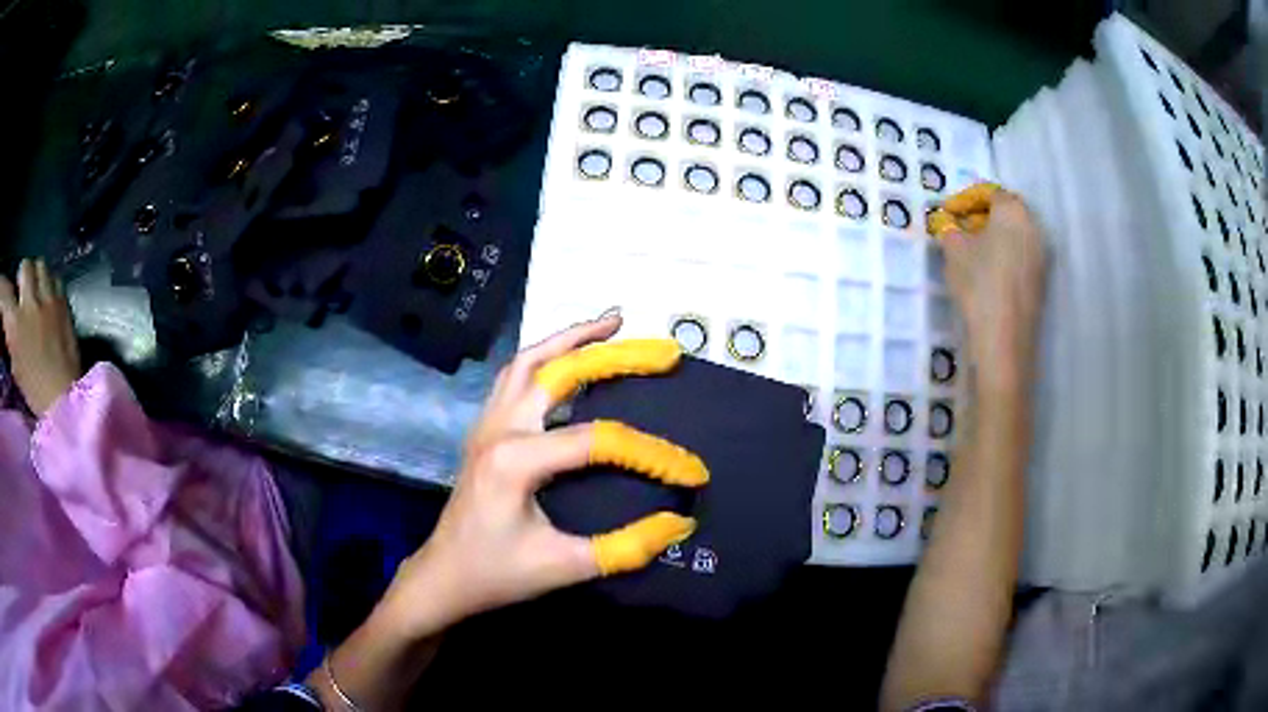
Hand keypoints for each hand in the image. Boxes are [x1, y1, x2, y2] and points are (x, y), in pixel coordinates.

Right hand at [0, 259, 81, 416]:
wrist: (64, 401)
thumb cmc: (34, 392)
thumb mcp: (15, 365)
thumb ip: (10, 335)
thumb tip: (8, 320)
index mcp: (14, 323)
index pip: (4, 292)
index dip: (1, 287)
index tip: (0, 288)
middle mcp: (30, 303)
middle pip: (25, 266)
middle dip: (22, 277)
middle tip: (22, 294)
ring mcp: (48, 299)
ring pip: (41, 265)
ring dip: (36, 276)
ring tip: (36, 294)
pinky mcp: (64, 301)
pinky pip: (56, 278)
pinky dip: (50, 285)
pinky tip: (48, 301)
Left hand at [378, 314, 706, 637]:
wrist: (444, 577)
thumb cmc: (497, 574)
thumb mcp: (564, 567)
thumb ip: (624, 548)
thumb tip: (678, 524)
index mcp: (515, 459)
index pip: (597, 441)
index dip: (651, 454)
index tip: (691, 473)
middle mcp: (499, 428)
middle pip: (558, 371)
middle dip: (612, 353)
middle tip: (658, 349)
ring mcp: (487, 424)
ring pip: (528, 361)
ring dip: (570, 339)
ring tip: (612, 325)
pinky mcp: (485, 430)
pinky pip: (515, 377)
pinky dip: (546, 357)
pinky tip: (568, 360)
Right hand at [936, 186, 1046, 389]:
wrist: (1005, 337)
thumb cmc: (979, 282)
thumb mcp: (953, 250)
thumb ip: (949, 229)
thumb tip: (948, 223)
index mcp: (1012, 210)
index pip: (989, 193)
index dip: (966, 199)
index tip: (949, 213)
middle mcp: (1033, 226)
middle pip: (1007, 211)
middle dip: (984, 216)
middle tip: (962, 229)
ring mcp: (1041, 254)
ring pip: (1016, 234)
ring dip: (996, 237)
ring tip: (974, 253)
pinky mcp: (1042, 279)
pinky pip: (1022, 255)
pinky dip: (1006, 256)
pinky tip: (989, 273)